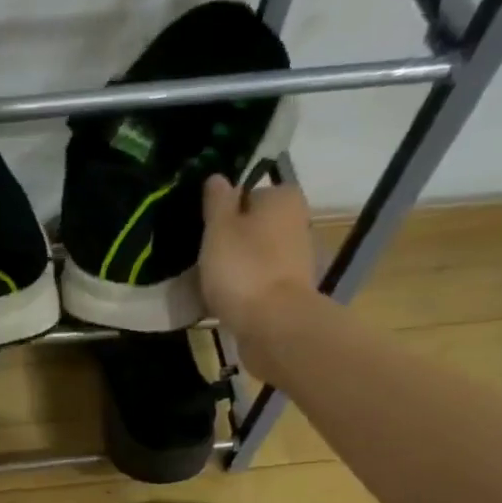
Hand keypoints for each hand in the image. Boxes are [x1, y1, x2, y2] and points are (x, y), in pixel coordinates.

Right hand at [198, 177, 318, 334]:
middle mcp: (297, 221)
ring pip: (256, 253)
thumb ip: (217, 201)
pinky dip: (245, 287)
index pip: (246, 194)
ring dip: (236, 265)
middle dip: (231, 239)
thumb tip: (217, 177)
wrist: (274, 324)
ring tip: (211, 283)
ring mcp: (297, 258)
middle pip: (253, 225)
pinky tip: (227, 300)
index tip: (205, 233)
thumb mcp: (219, 228)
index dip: (223, 213)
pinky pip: (260, 280)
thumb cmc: (243, 269)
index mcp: (283, 197)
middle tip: (204, 259)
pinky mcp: (291, 289)